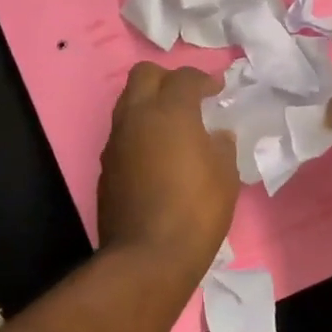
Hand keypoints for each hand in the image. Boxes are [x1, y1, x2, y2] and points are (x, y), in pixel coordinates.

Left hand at [98, 63, 238, 276]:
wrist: (148, 256)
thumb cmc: (196, 210)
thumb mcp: (225, 176)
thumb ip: (221, 146)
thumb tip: (216, 136)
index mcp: (169, 112)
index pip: (184, 78)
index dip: (203, 79)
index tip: (217, 90)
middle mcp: (136, 118)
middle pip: (144, 75)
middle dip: (167, 79)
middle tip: (189, 98)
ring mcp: (116, 142)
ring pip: (128, 103)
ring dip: (150, 105)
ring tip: (173, 126)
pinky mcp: (106, 167)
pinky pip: (123, 134)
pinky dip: (140, 133)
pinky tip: (157, 156)